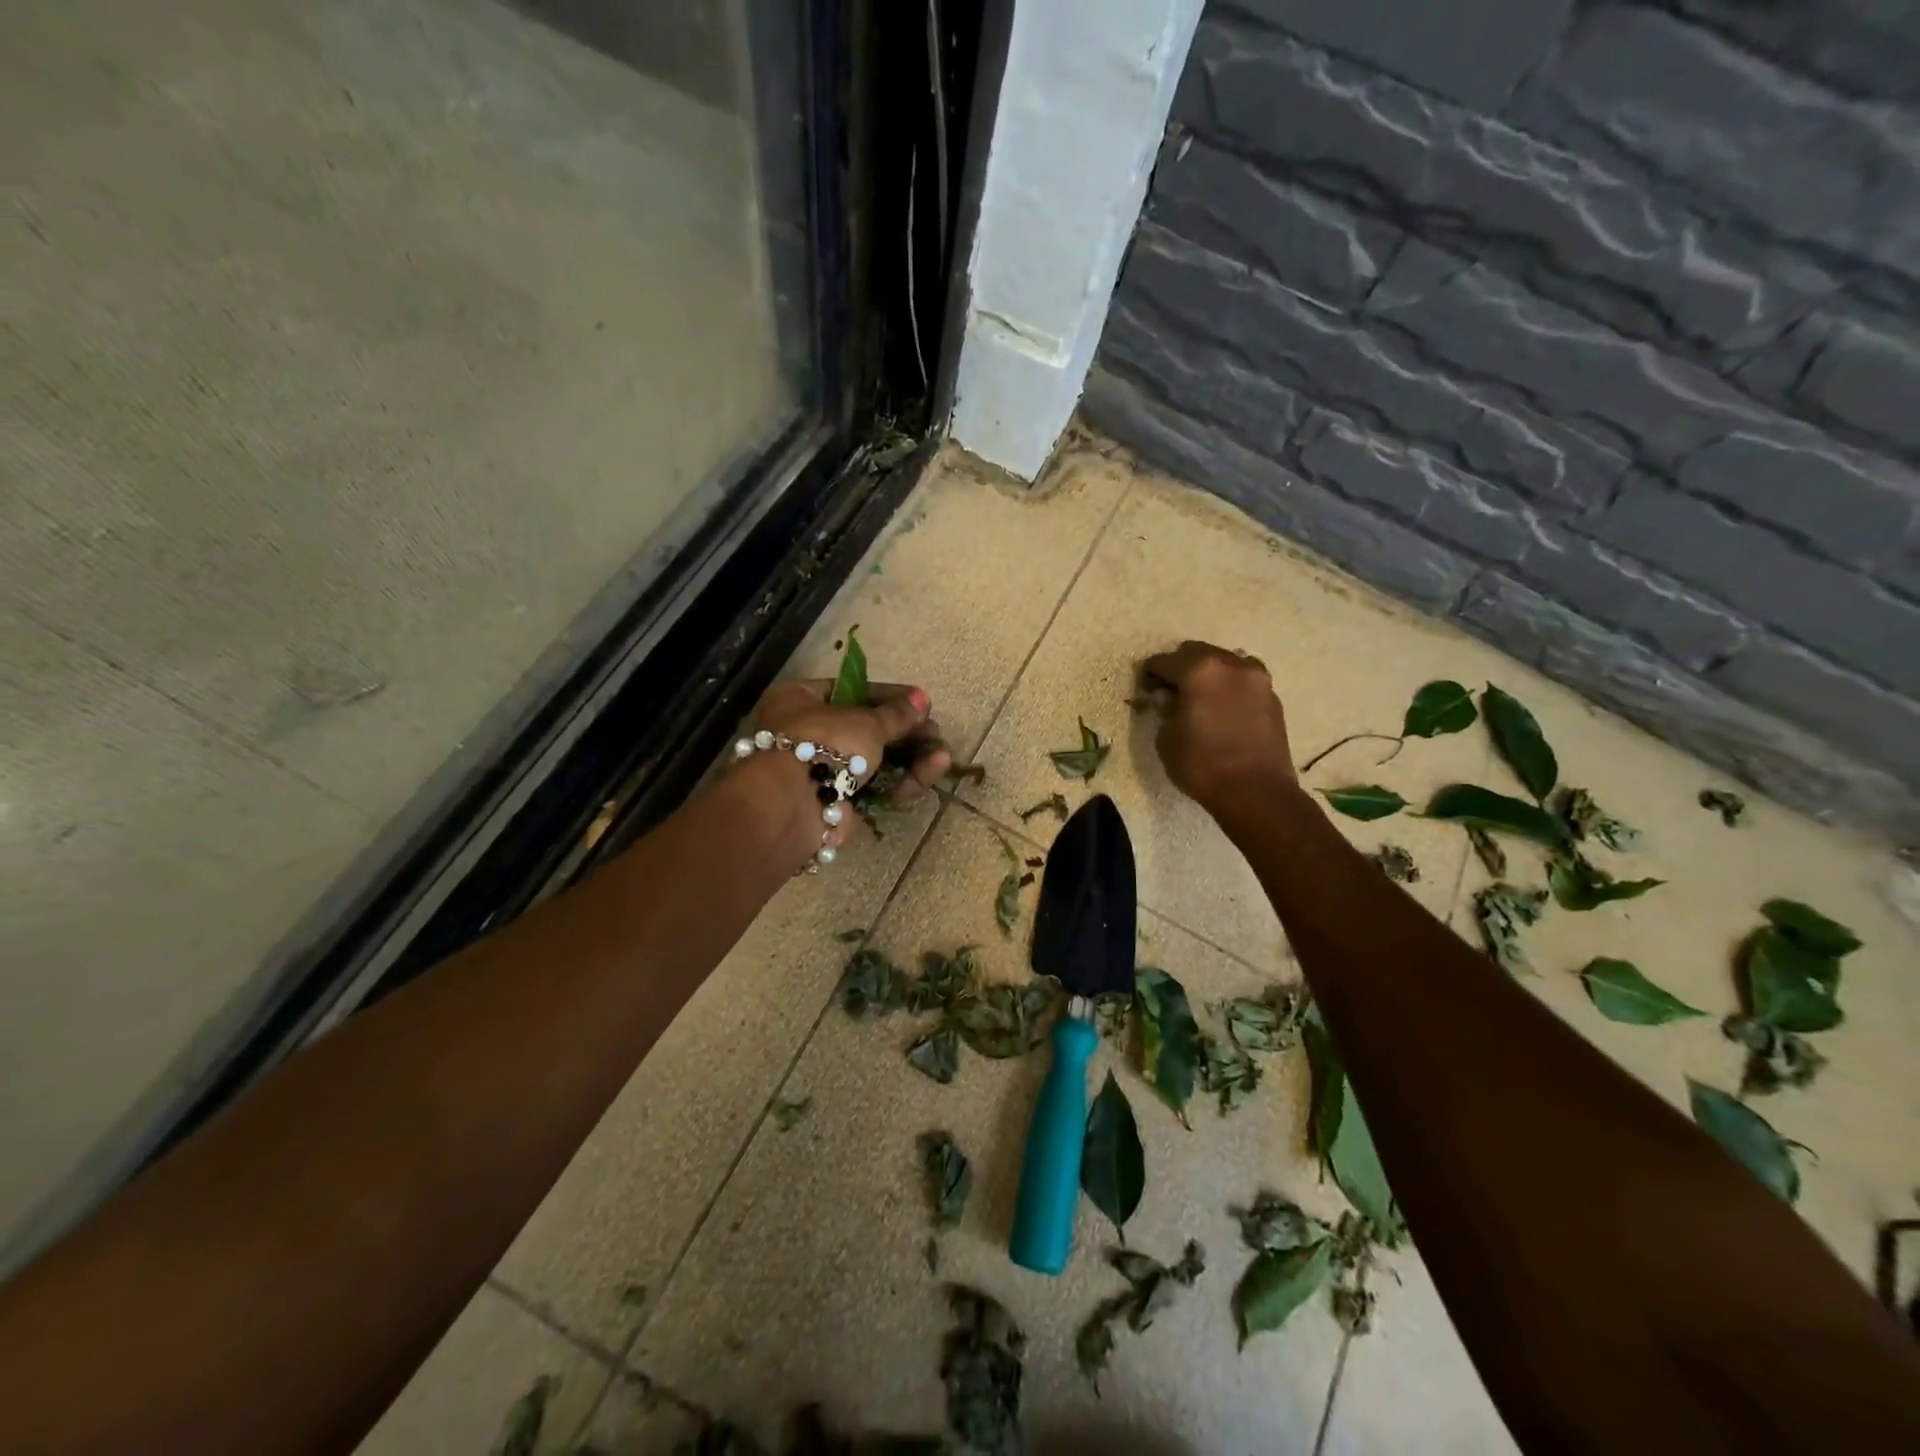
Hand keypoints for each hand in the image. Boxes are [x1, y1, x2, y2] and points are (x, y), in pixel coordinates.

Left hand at [742, 679, 951, 861]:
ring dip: (911, 759)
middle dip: (906, 734)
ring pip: (874, 761)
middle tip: (936, 735)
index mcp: (799, 699)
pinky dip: (899, 782)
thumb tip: (921, 700)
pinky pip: (873, 787)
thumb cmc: (824, 743)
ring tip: (942, 757)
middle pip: (866, 729)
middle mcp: (805, 731)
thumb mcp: (866, 721)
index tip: (922, 703)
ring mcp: (820, 770)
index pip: (851, 690)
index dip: (889, 697)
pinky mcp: (836, 801)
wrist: (795, 805)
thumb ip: (897, 713)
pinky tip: (927, 776)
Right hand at [1138, 641, 1294, 814]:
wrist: (1257, 792)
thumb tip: (1168, 697)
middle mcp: (1230, 664)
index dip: (1151, 672)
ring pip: (1225, 661)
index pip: (1165, 661)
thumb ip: (1165, 710)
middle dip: (1181, 666)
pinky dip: (1230, 686)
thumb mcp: (1167, 739)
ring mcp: (1257, 678)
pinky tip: (1224, 707)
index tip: (1146, 684)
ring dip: (1210, 673)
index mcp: (1199, 671)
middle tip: (1172, 689)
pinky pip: (1244, 680)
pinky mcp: (1272, 696)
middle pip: (1197, 652)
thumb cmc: (1202, 765)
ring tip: (1202, 697)